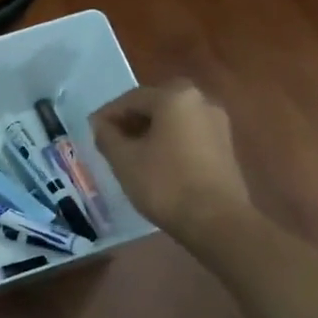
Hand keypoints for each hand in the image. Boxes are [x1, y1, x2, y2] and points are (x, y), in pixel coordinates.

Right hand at [90, 81, 252, 236]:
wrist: (216, 220)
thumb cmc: (164, 184)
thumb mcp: (124, 160)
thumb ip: (107, 136)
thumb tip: (101, 124)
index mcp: (175, 97)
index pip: (132, 98)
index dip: (108, 114)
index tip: (92, 130)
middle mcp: (201, 101)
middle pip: (156, 103)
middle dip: (132, 118)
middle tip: (113, 137)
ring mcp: (217, 123)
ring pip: (174, 118)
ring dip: (151, 129)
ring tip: (131, 152)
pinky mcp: (225, 145)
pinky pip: (189, 133)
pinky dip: (170, 140)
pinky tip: (156, 161)